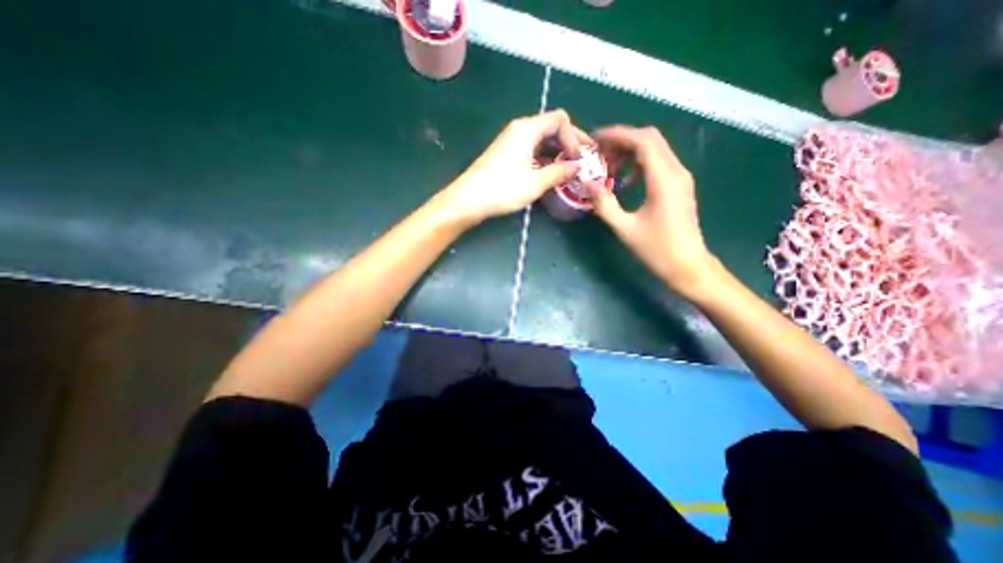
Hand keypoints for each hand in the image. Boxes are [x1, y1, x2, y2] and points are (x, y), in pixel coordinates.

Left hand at [440, 107, 592, 224]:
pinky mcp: (506, 155)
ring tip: (569, 169)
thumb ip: (559, 172)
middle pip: (551, 127)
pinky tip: (550, 172)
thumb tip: (578, 167)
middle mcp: (519, 130)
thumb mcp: (536, 182)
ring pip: (541, 140)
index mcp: (527, 129)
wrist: (469, 199)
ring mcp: (511, 142)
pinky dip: (544, 158)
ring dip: (557, 152)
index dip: (574, 136)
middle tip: (582, 160)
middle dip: (569, 142)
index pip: (559, 119)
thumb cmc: (503, 188)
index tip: (578, 158)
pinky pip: (531, 150)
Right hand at [589, 123, 721, 295]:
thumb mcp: (625, 228)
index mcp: (664, 180)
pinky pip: (659, 163)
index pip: (643, 141)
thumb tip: (588, 183)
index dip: (618, 135)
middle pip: (650, 139)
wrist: (688, 266)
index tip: (595, 140)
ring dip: (630, 152)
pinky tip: (626, 181)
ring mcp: (681, 178)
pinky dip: (640, 164)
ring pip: (655, 150)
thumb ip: (604, 204)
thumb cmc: (656, 250)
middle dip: (622, 140)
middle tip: (599, 153)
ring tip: (609, 167)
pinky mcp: (679, 186)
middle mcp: (676, 172)